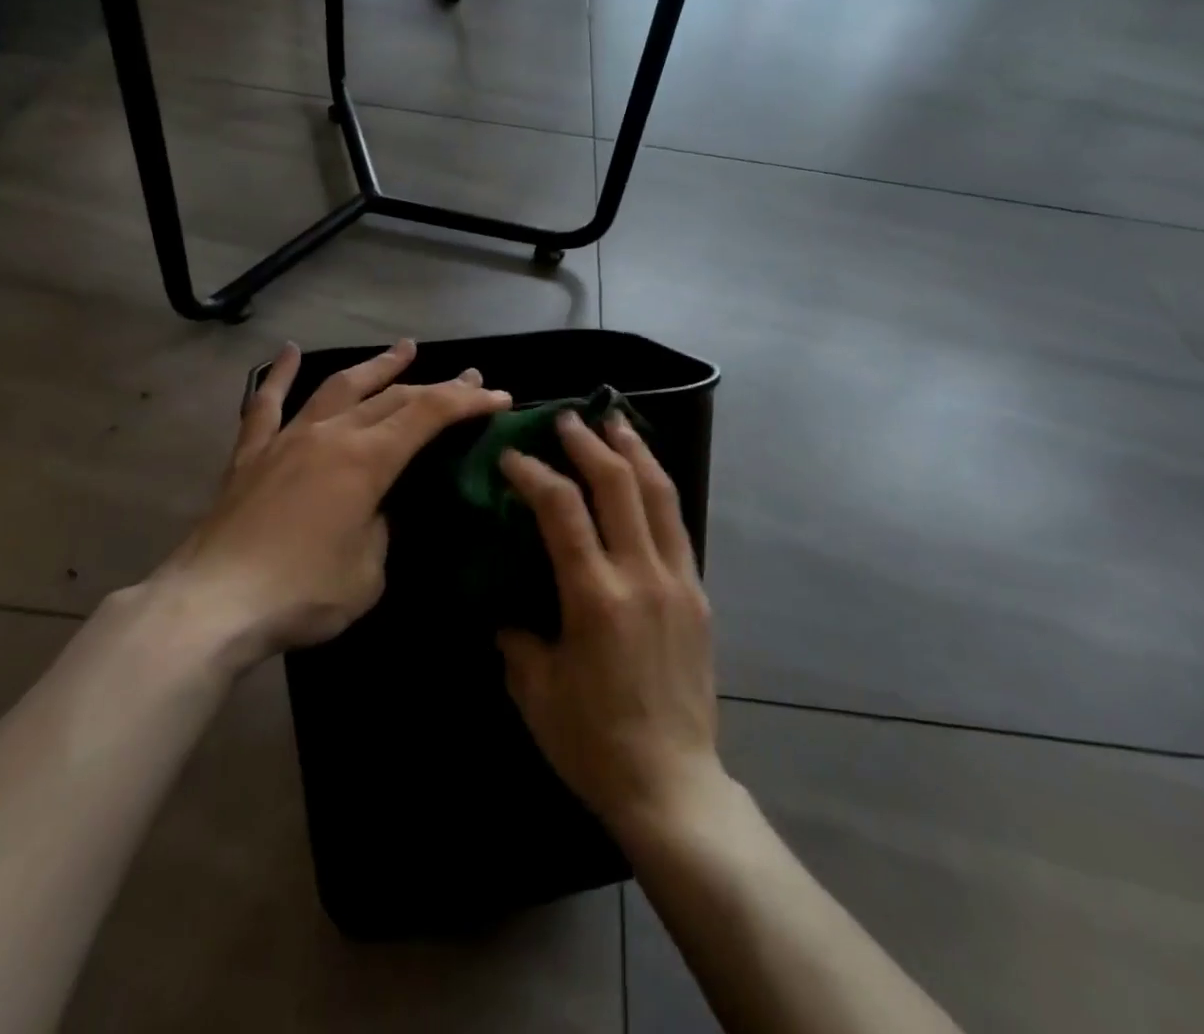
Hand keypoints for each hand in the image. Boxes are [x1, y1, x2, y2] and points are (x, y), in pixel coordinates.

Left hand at [161, 339, 509, 669]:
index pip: (428, 415)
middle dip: (436, 384)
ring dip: (376, 366)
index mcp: (367, 460)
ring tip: (404, 347)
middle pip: (392, 396)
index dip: (467, 401)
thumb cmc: (301, 593)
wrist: (213, 604)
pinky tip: (288, 351)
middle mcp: (331, 435)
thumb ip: (381, 530)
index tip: (497, 395)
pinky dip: (279, 375)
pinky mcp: (251, 455)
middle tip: (468, 376)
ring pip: (339, 387)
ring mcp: (287, 439)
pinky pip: (266, 404)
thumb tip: (374, 511)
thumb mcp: (368, 573)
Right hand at [497, 413, 727, 842]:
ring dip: (634, 451)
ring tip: (616, 421)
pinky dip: (657, 489)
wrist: (673, 785)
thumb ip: (516, 635)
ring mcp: (677, 581)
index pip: (562, 511)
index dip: (534, 474)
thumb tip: (506, 605)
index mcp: (596, 598)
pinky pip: (677, 525)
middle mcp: (641, 576)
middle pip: (618, 486)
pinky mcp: (697, 595)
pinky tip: (644, 476)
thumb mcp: (535, 690)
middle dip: (589, 443)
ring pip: (659, 495)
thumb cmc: (593, 742)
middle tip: (567, 418)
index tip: (512, 456)